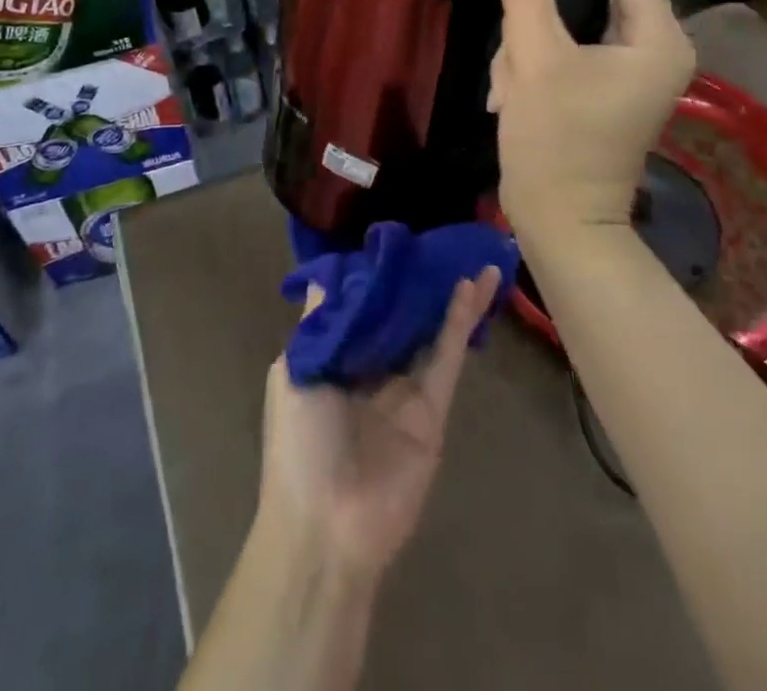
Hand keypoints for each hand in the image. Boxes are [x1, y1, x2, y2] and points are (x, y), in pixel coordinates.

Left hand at [256, 268, 500, 579]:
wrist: (326, 527)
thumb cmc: (299, 444)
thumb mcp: (294, 373)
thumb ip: (318, 324)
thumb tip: (326, 277)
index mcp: (334, 358)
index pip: (361, 306)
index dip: (378, 275)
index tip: (395, 240)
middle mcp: (370, 368)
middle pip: (400, 315)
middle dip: (418, 282)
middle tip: (440, 242)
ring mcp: (404, 389)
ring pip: (429, 331)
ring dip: (449, 295)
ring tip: (471, 256)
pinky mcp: (432, 410)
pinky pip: (446, 358)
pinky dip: (460, 322)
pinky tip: (472, 287)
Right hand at [488, 0, 694, 238]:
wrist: (563, 226)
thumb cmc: (556, 144)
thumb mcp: (534, 60)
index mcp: (656, 37)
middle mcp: (656, 46)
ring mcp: (633, 68)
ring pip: (576, 18)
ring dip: (533, 38)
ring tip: (511, 80)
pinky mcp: (608, 83)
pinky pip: (569, 44)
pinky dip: (536, 55)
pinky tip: (512, 86)